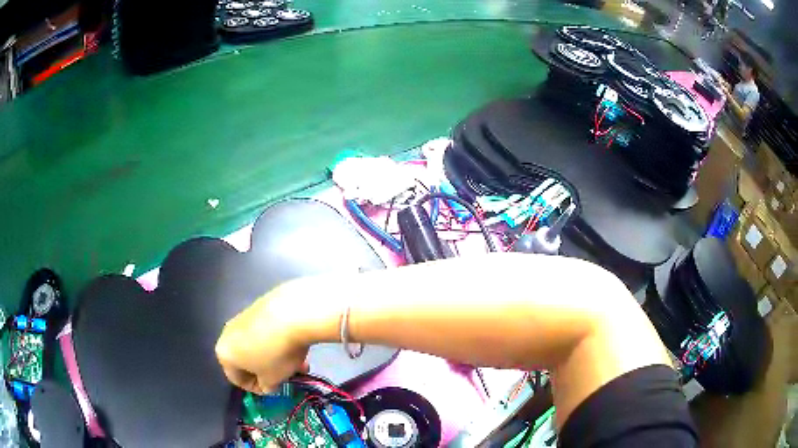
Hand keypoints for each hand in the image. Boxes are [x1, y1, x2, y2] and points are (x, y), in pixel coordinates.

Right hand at [215, 283, 311, 393]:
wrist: (292, 312)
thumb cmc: (276, 353)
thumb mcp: (272, 379)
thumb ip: (266, 386)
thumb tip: (267, 384)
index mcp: (224, 354)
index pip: (237, 379)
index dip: (257, 388)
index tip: (275, 389)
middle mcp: (227, 333)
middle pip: (248, 361)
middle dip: (270, 371)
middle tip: (289, 375)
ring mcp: (242, 317)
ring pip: (258, 346)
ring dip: (276, 356)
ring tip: (300, 361)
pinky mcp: (258, 305)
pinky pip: (265, 330)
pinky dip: (277, 339)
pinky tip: (296, 343)